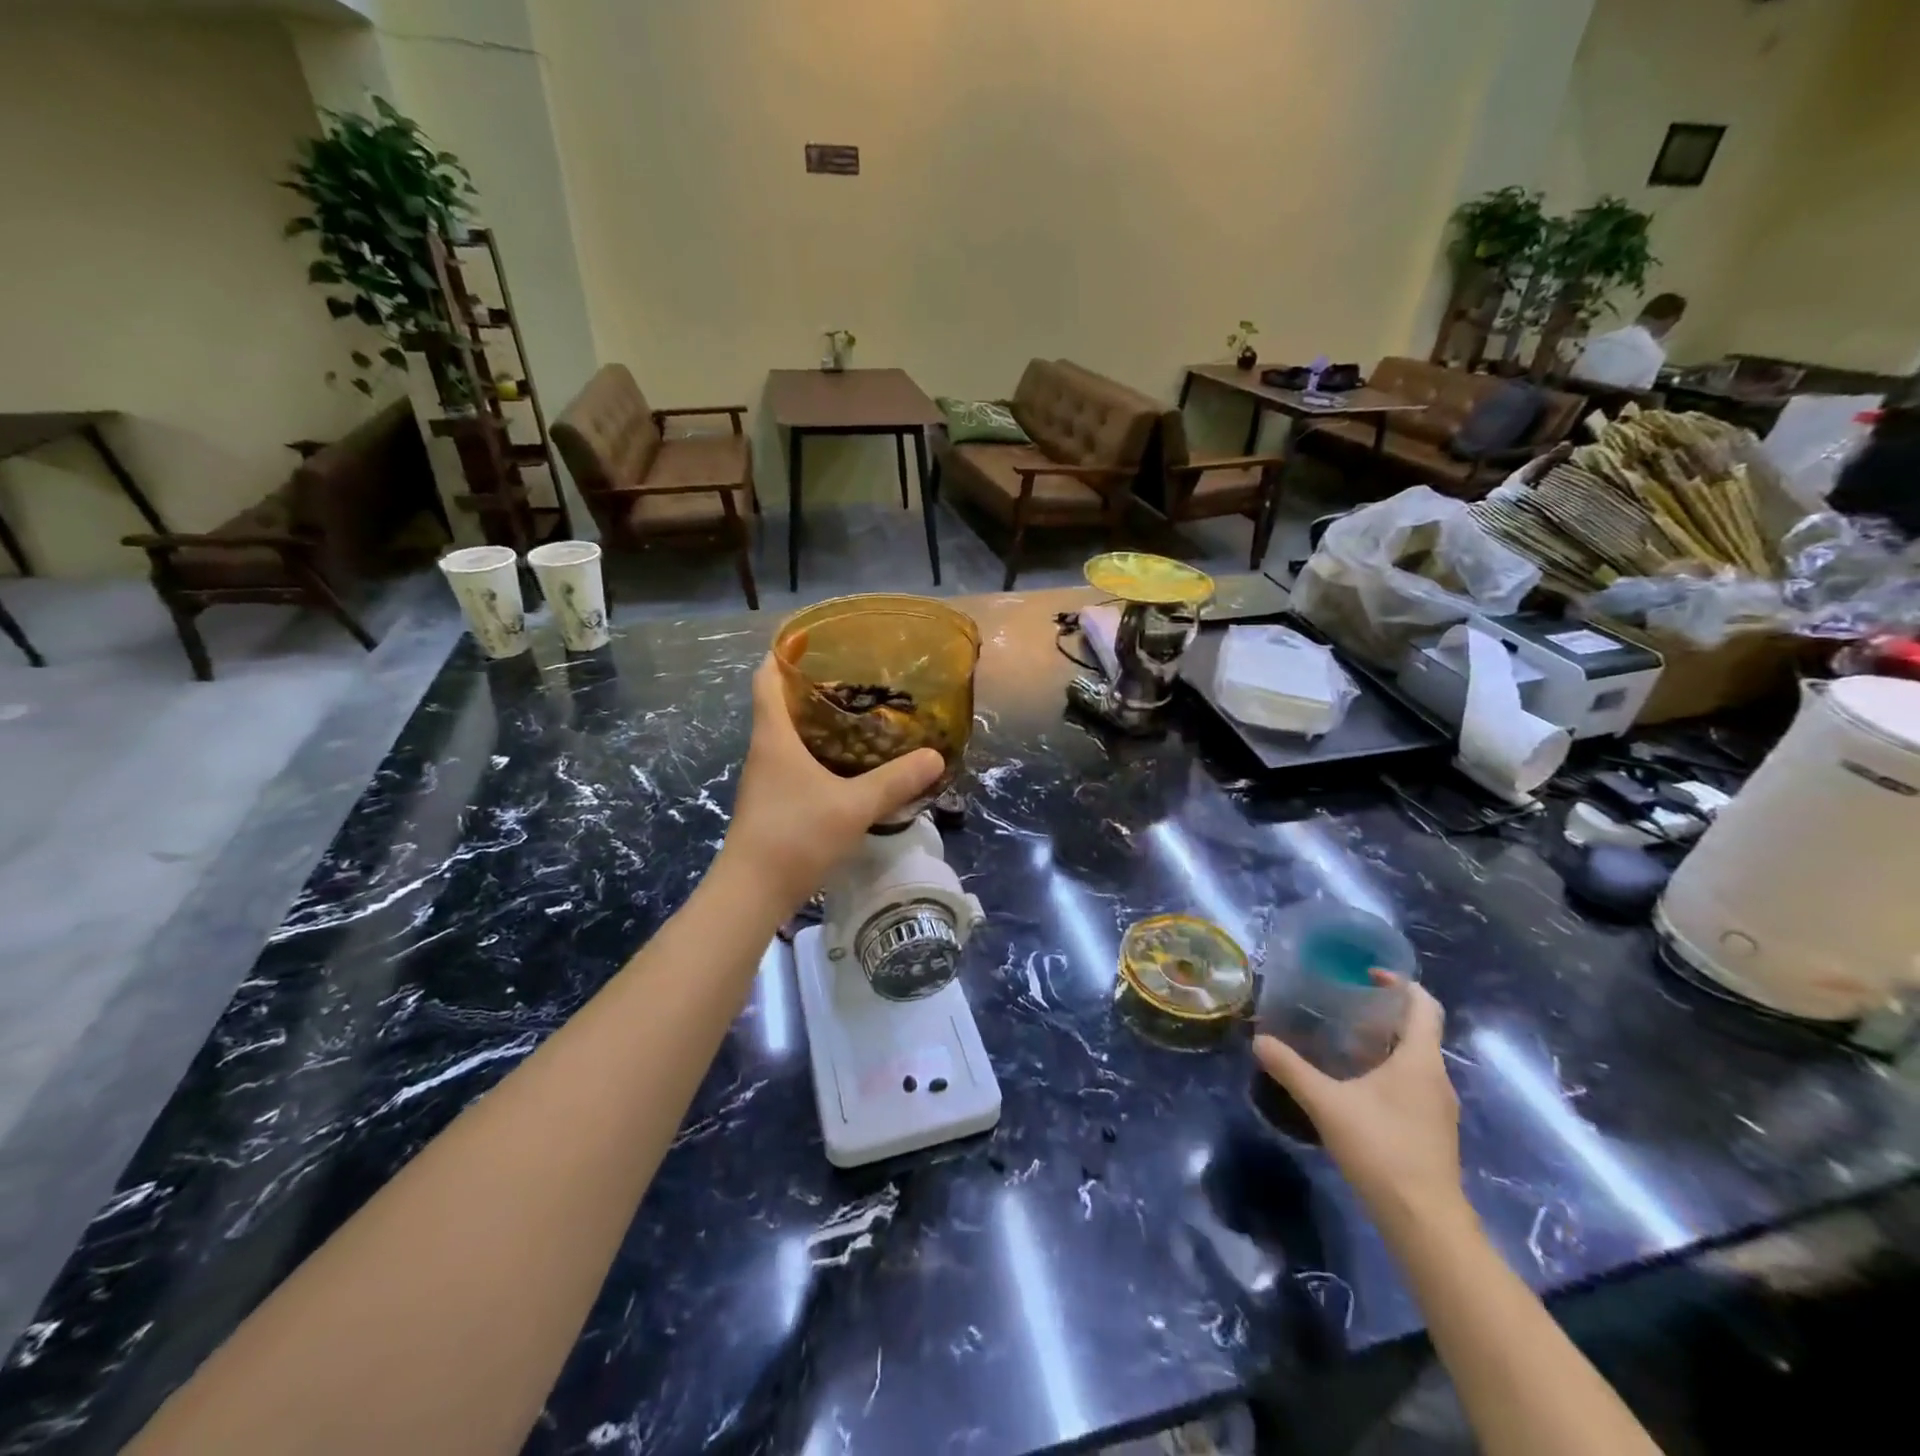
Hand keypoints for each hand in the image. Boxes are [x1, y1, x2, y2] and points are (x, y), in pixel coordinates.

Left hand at [719, 655, 944, 910]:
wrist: (752, 892)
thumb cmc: (796, 836)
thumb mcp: (854, 806)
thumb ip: (895, 781)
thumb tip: (935, 757)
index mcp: (774, 737)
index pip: (766, 679)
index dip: (782, 655)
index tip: (808, 638)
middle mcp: (765, 751)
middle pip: (779, 704)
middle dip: (810, 687)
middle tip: (854, 680)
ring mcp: (765, 779)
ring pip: (787, 735)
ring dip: (815, 721)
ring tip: (858, 716)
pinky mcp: (772, 803)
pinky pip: (793, 762)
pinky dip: (816, 752)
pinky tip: (846, 764)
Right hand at [1254, 981, 1465, 1232]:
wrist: (1424, 1221)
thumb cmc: (1381, 1149)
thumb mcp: (1327, 1104)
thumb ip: (1291, 1069)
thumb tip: (1259, 1041)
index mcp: (1420, 1060)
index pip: (1424, 1005)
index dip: (1400, 982)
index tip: (1366, 974)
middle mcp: (1437, 1076)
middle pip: (1418, 1030)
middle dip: (1383, 1012)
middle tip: (1342, 1004)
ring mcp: (1439, 1106)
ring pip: (1414, 1058)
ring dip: (1384, 1043)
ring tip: (1342, 1040)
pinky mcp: (1433, 1129)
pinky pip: (1413, 1083)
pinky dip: (1387, 1070)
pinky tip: (1355, 1084)